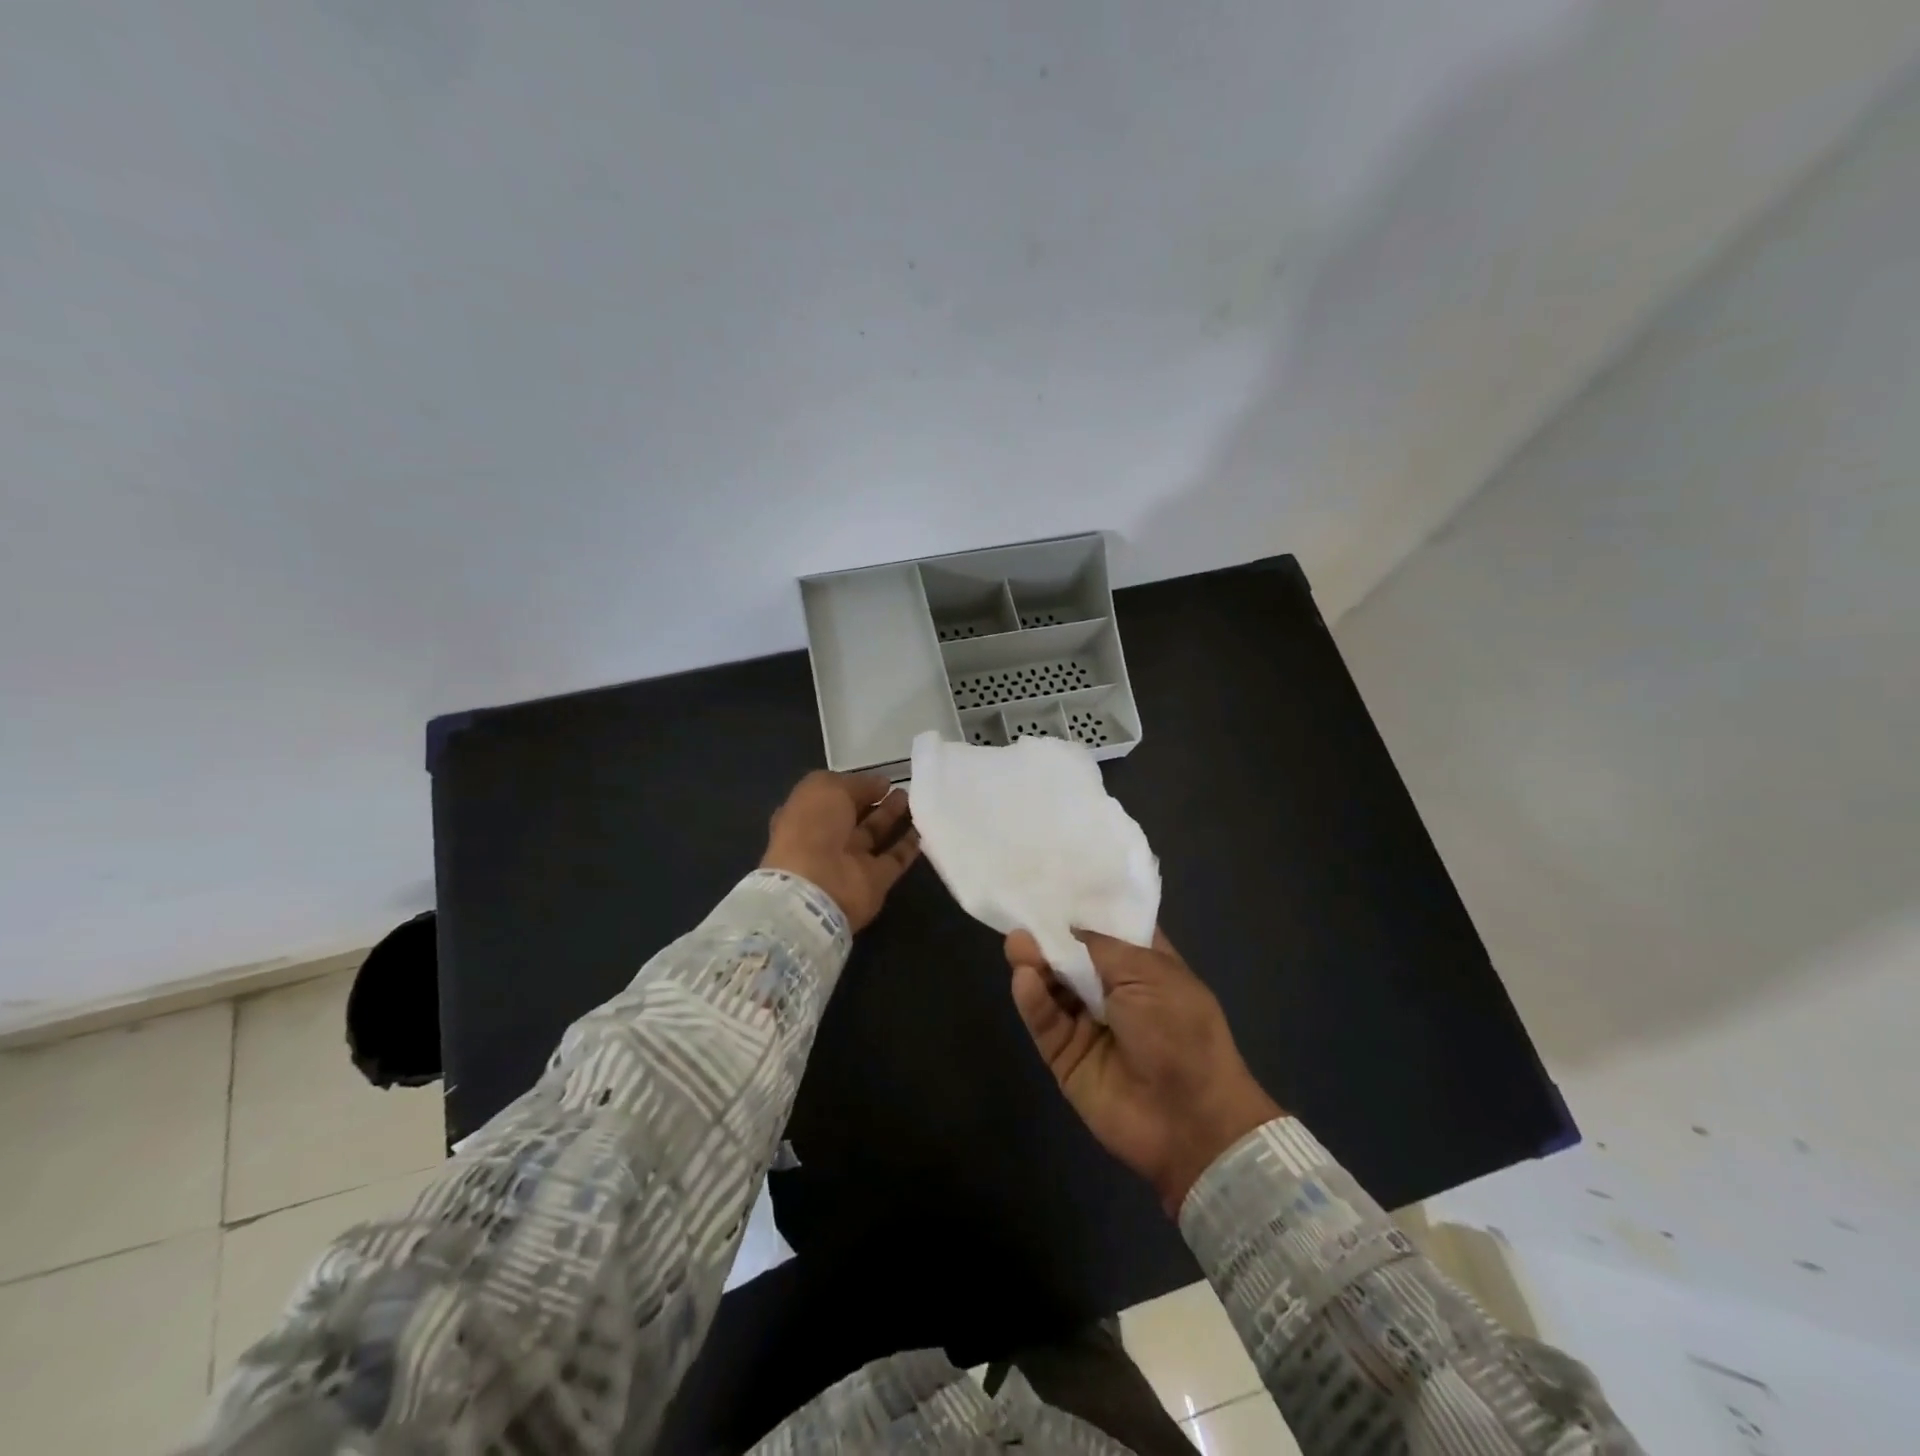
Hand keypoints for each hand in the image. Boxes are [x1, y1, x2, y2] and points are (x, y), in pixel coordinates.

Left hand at [761, 771, 920, 931]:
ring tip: (913, 799)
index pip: (831, 797)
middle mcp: (825, 839)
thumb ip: (855, 783)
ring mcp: (850, 862)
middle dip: (875, 800)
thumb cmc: (812, 828)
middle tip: (901, 787)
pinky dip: (908, 846)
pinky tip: (924, 828)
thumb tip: (880, 783)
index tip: (879, 778)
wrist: (816, 887)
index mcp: (805, 815)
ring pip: (875, 835)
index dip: (853, 786)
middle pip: (854, 816)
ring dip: (892, 817)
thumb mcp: (826, 788)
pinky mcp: (874, 882)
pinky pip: (894, 860)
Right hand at [1006, 927, 1281, 1215]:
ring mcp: (1087, 1023)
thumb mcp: (1149, 974)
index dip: (1083, 908)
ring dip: (1034, 963)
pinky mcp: (1065, 1055)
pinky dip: (1032, 1000)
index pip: (1107, 929)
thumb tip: (1067, 928)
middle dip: (1049, 935)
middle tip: (1023, 917)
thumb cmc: (1181, 1032)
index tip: (1051, 882)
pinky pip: (1044, 1022)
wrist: (1190, 1120)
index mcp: (1144, 966)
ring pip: (1051, 986)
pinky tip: (1024, 979)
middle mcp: (1113, 990)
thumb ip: (1101, 947)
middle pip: (1071, 955)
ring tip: (1017, 943)